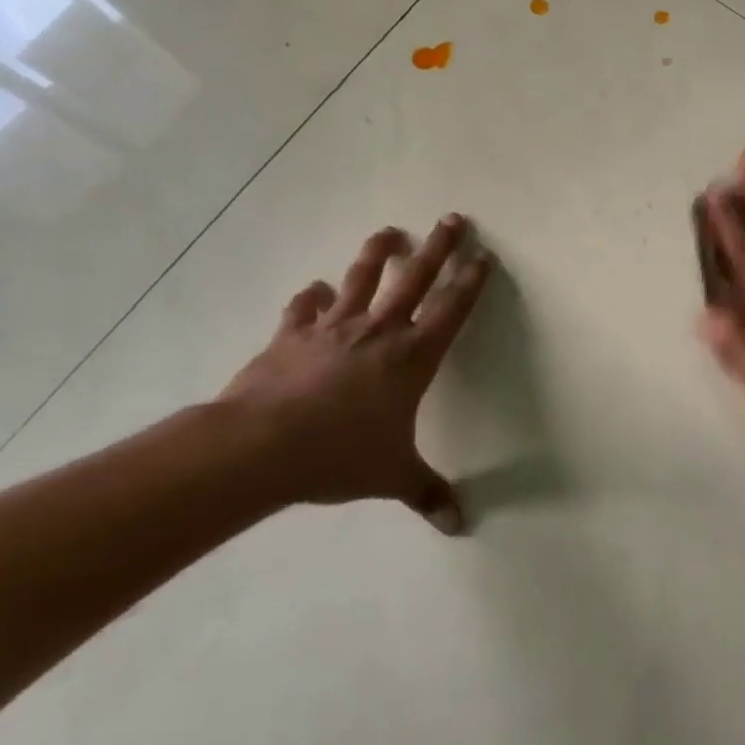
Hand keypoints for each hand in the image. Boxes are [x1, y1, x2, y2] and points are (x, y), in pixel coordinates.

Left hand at [220, 215, 492, 529]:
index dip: (471, 282)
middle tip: (453, 219)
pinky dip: (312, 297)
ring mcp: (333, 328)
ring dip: (378, 253)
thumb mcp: (392, 476)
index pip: (452, 310)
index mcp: (412, 358)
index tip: (483, 256)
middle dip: (439, 247)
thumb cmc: (340, 456)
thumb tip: (458, 525)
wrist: (261, 446)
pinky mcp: (292, 335)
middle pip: (416, 278)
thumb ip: (427, 493)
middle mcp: (379, 332)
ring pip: (362, 278)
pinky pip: (306, 308)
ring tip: (390, 232)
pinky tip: (315, 290)